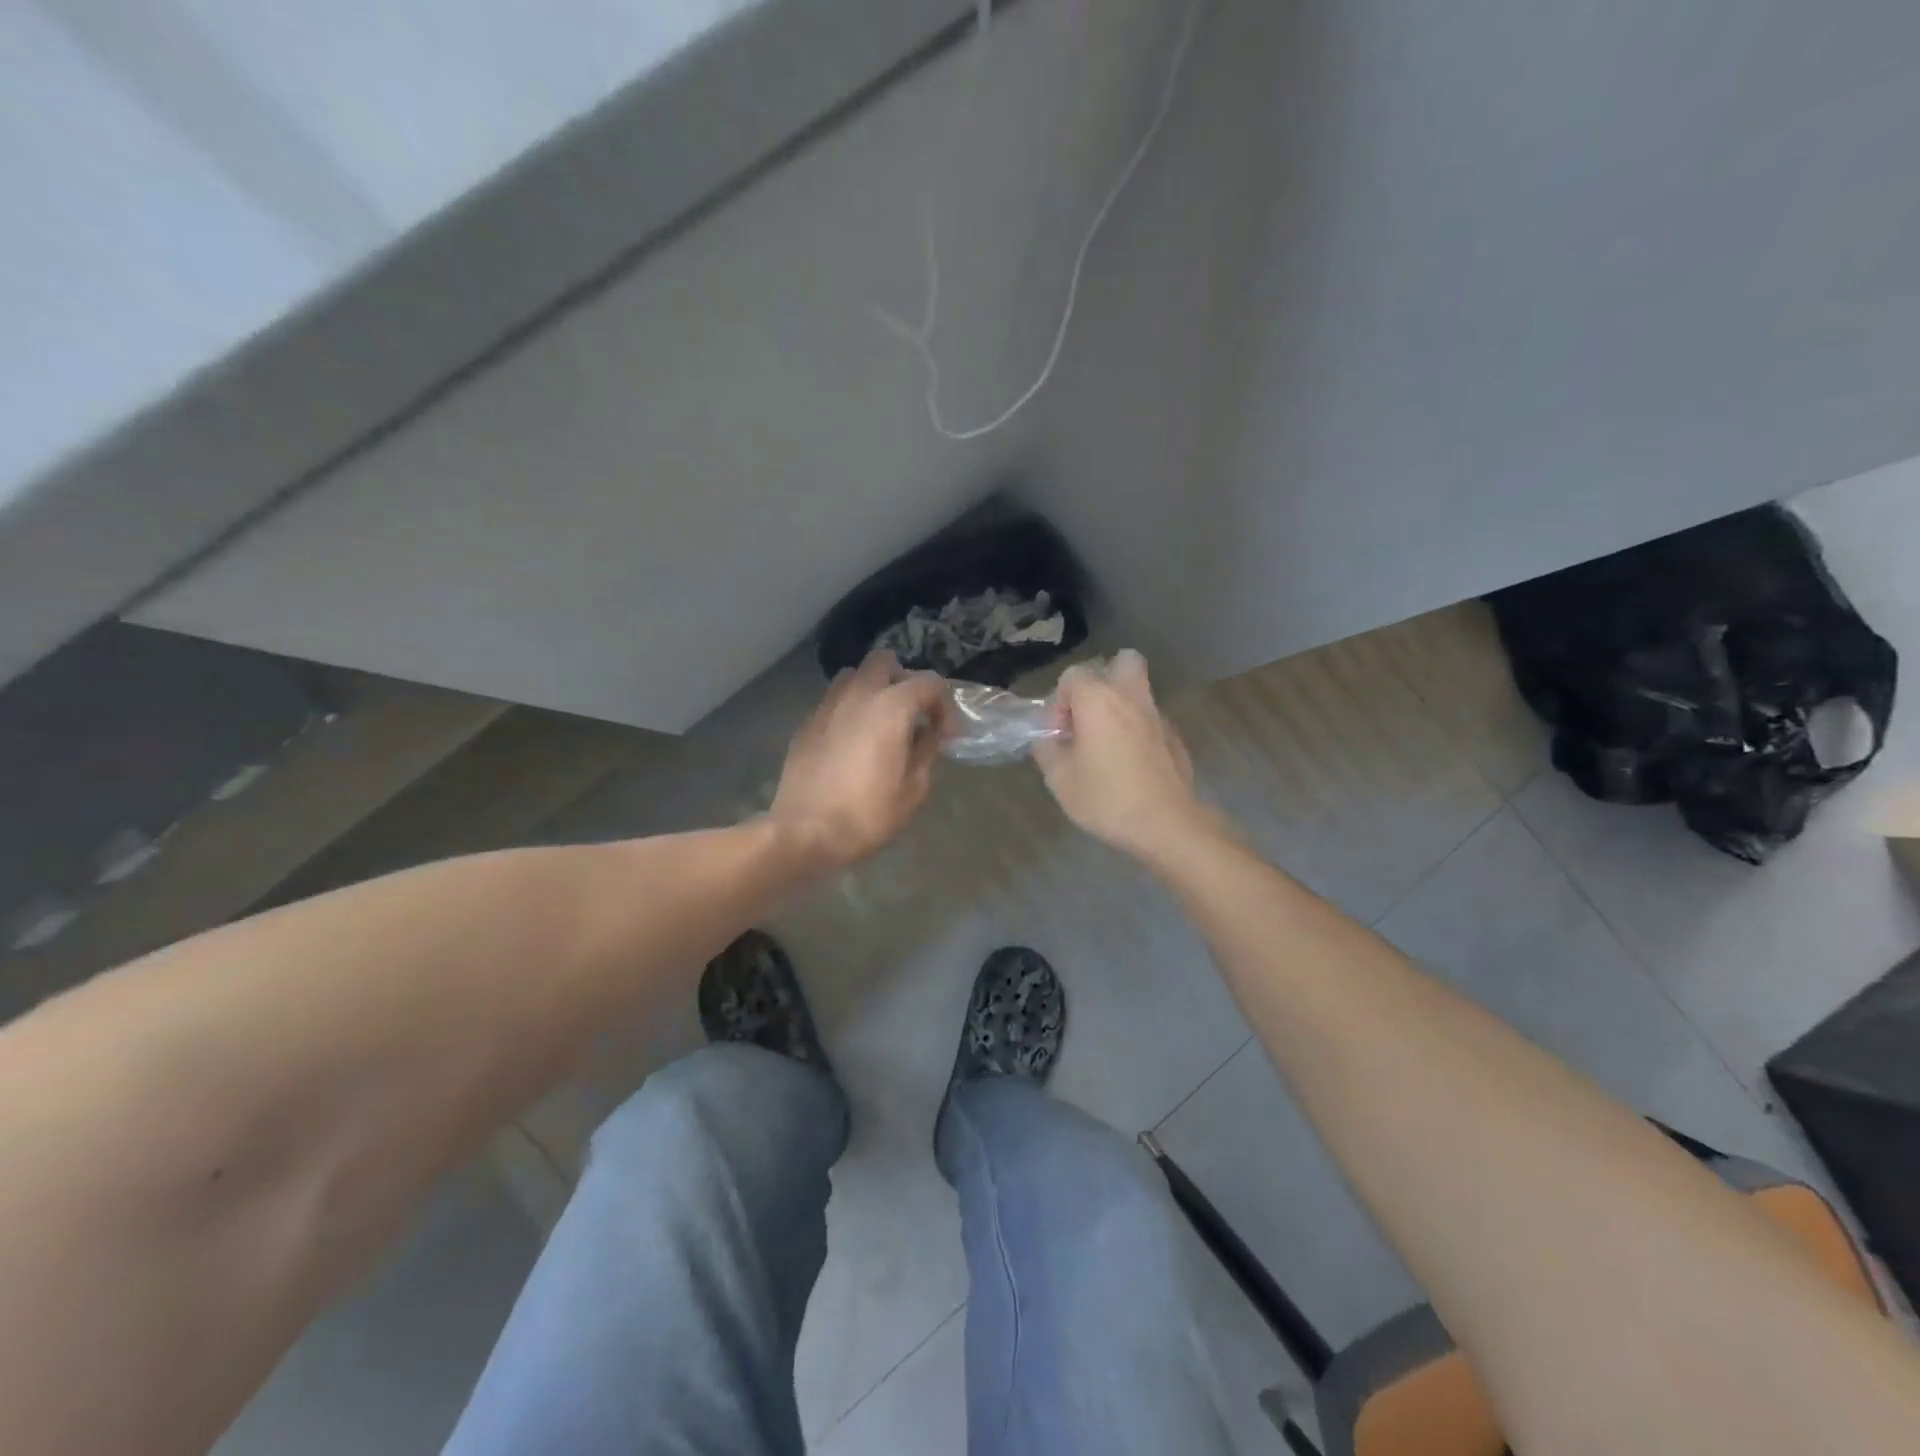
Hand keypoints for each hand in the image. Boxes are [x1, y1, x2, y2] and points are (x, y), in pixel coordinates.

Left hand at [771, 650, 951, 871]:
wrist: (805, 833)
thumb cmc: (868, 814)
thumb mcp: (914, 788)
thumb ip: (927, 750)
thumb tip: (929, 733)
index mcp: (891, 707)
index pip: (929, 682)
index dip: (945, 705)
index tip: (947, 734)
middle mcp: (858, 694)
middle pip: (884, 661)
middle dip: (903, 681)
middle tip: (912, 714)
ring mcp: (827, 706)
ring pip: (854, 676)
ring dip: (872, 690)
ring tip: (880, 723)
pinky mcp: (807, 724)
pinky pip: (833, 701)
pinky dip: (849, 709)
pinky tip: (852, 741)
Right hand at [1032, 650, 1217, 861]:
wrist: (1166, 823)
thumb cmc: (1106, 797)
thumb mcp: (1059, 779)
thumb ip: (1047, 750)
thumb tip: (1048, 739)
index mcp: (1098, 699)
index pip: (1073, 675)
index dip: (1060, 701)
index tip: (1061, 734)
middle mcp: (1131, 697)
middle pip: (1122, 661)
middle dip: (1103, 680)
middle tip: (1090, 715)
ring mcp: (1158, 715)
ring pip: (1139, 690)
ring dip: (1121, 705)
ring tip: (1107, 743)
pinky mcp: (1175, 737)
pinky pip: (1151, 719)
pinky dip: (1138, 729)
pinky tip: (1131, 763)